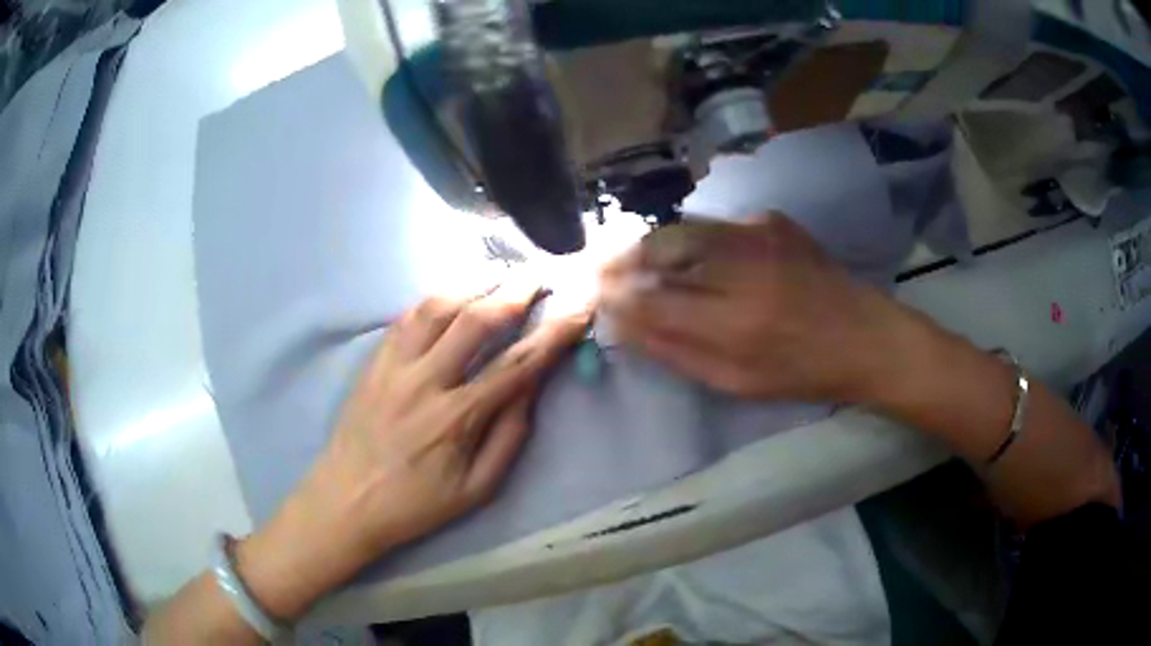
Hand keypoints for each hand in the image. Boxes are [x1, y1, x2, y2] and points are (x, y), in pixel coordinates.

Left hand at [235, 281, 590, 619]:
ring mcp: (394, 366)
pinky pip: (406, 317)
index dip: (554, 332)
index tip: (579, 306)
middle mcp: (426, 381)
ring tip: (500, 271)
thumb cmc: (414, 504)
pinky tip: (453, 290)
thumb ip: (509, 438)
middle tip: (540, 273)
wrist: (346, 500)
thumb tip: (531, 390)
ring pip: (438, 306)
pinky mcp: (374, 361)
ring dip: (474, 282)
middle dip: (516, 290)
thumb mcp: (476, 489)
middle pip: (477, 320)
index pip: (517, 363)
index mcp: (457, 418)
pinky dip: (436, 296)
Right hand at [601, 213, 900, 401]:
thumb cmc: (802, 372)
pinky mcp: (773, 221)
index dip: (617, 296)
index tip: (598, 295)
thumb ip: (678, 354)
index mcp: (733, 323)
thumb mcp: (737, 383)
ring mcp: (759, 236)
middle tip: (609, 269)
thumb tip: (626, 328)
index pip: (652, 302)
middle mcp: (741, 270)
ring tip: (639, 260)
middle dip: (625, 259)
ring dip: (654, 244)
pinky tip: (699, 254)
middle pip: (662, 250)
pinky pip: (716, 224)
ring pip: (684, 228)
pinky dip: (696, 238)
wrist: (863, 336)